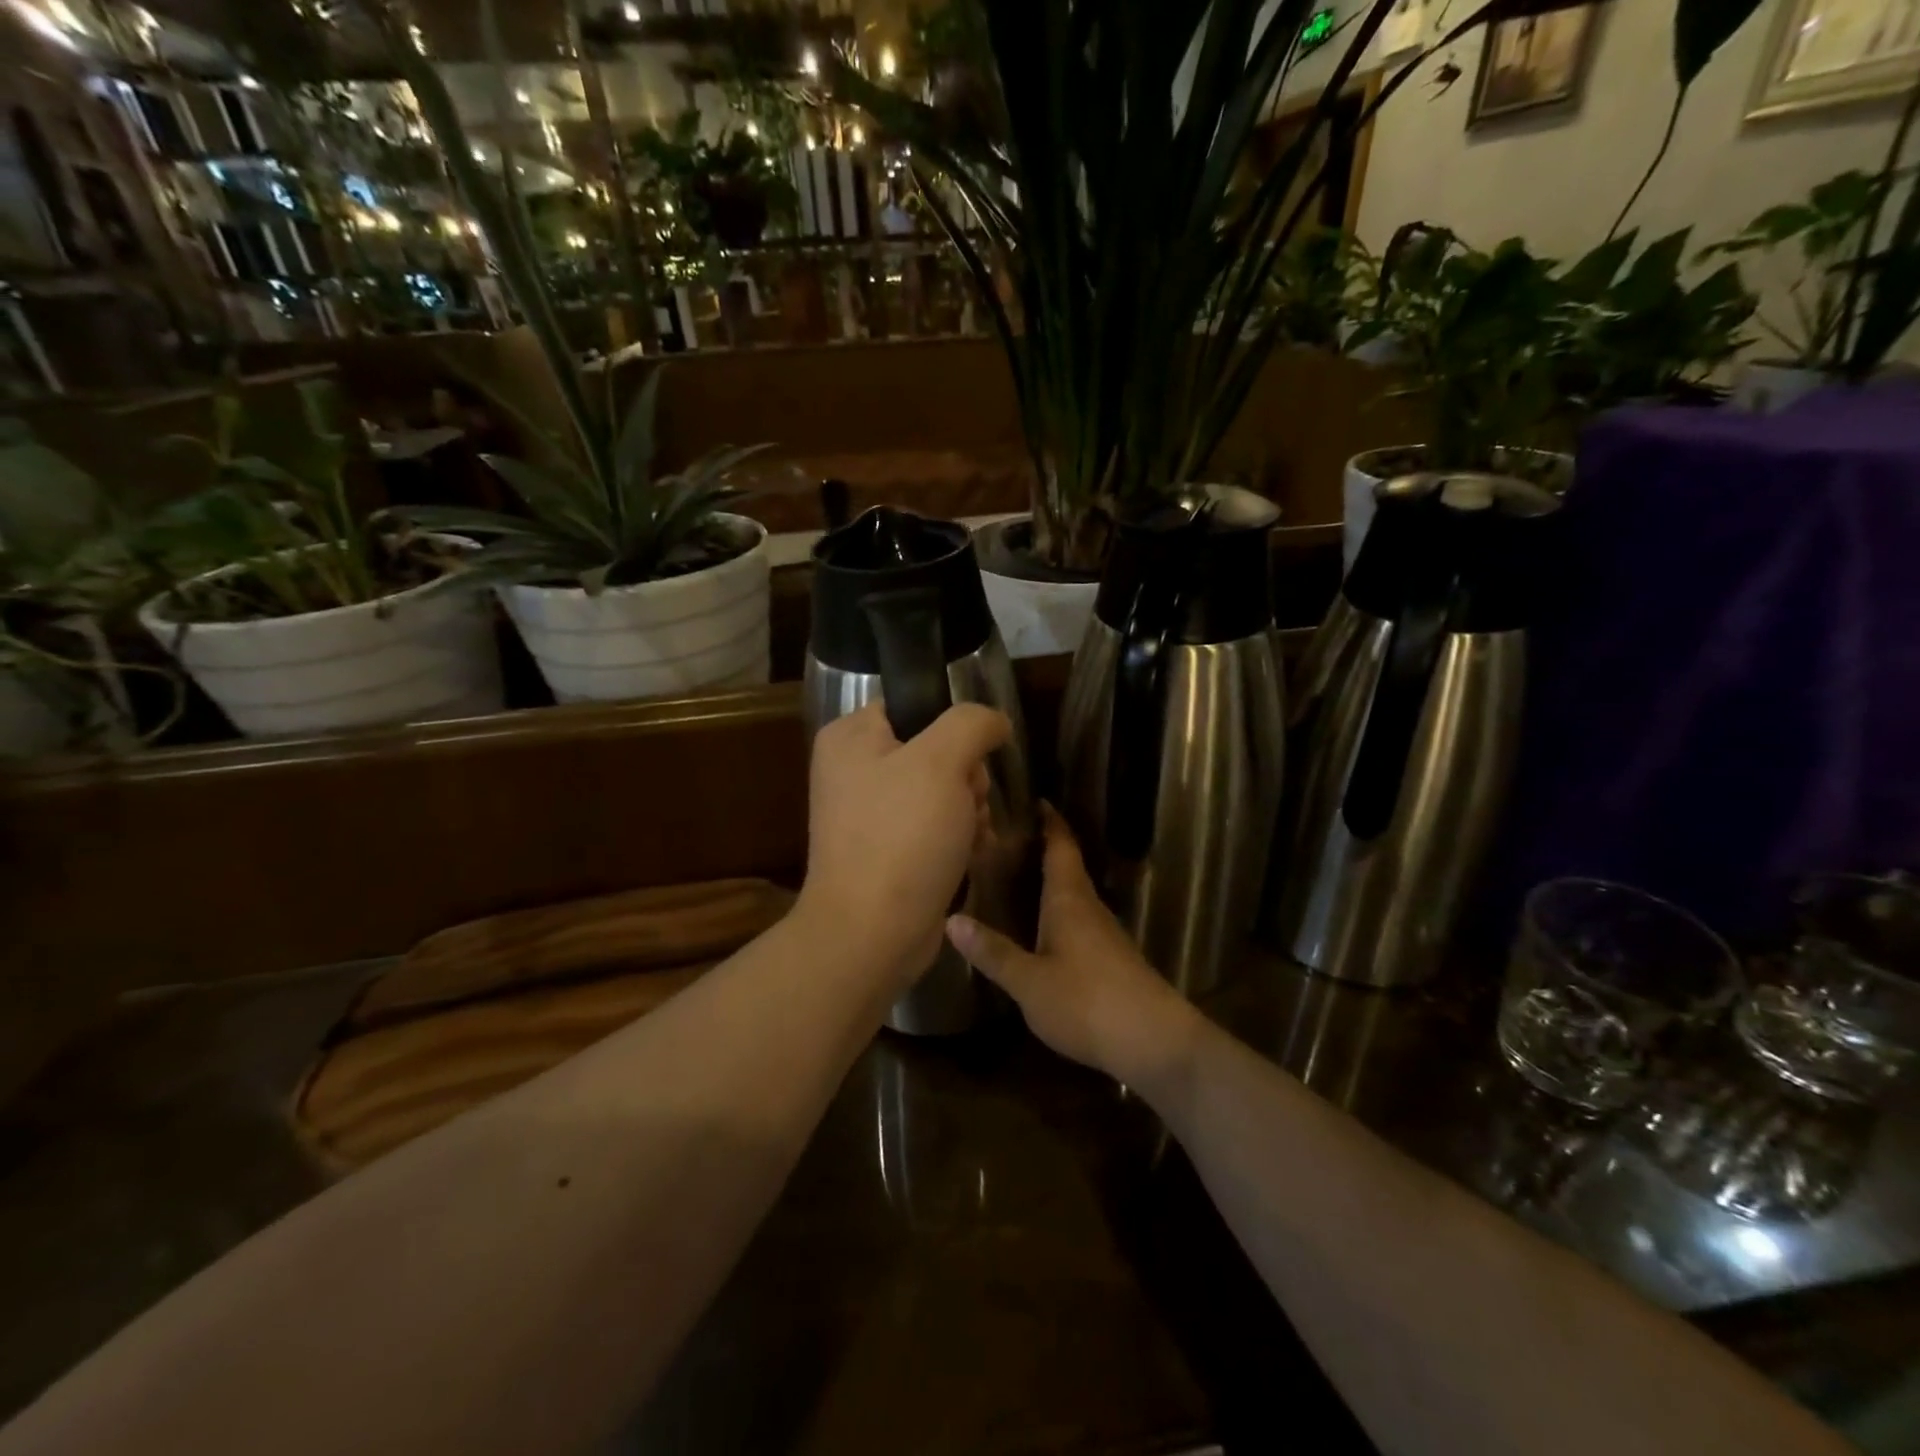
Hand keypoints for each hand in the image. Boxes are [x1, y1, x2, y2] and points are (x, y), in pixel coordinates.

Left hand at [799, 701, 1011, 980]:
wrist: (872, 934)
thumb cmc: (902, 838)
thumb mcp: (941, 762)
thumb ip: (972, 724)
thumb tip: (994, 721)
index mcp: (850, 737)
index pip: (916, 705)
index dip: (953, 729)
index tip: (969, 760)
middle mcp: (854, 770)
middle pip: (935, 750)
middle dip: (966, 778)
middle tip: (968, 804)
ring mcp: (869, 813)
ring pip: (942, 790)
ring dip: (968, 810)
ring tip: (970, 835)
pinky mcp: (887, 849)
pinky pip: (934, 825)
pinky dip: (957, 837)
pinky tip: (969, 854)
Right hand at [947, 805, 1200, 1090]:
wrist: (1154, 1041)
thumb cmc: (1086, 1001)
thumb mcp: (1029, 981)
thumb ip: (993, 952)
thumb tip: (951, 919)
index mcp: (1069, 900)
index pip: (1061, 847)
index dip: (1051, 822)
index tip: (1038, 800)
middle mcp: (1090, 908)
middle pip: (1069, 867)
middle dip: (1046, 849)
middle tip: (1011, 839)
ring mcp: (1106, 934)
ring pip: (1075, 895)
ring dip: (1053, 881)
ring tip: (1021, 877)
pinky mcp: (1113, 959)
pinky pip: (1081, 920)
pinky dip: (1060, 911)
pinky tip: (1045, 928)